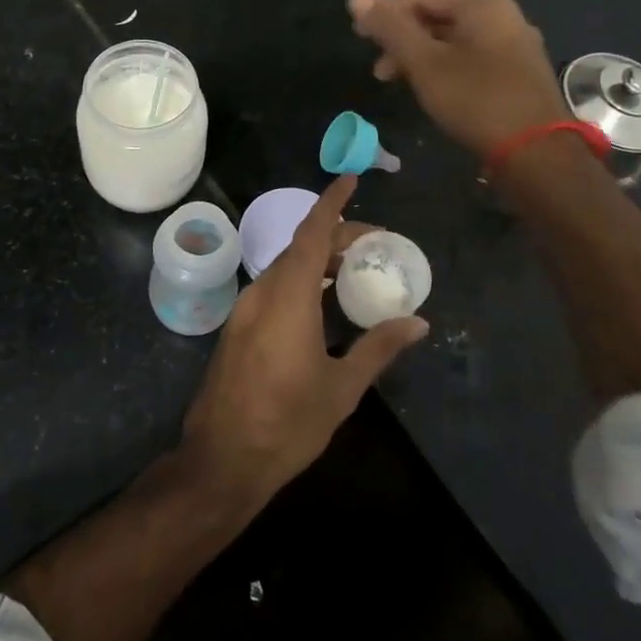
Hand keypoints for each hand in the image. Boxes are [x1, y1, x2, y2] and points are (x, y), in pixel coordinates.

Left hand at [181, 175, 427, 502]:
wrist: (222, 459)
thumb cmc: (287, 422)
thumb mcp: (342, 387)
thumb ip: (378, 348)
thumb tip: (418, 322)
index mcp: (288, 296)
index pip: (311, 233)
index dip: (332, 204)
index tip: (351, 181)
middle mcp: (262, 292)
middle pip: (300, 247)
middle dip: (336, 237)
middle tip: (375, 245)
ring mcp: (245, 310)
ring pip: (285, 268)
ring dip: (317, 260)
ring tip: (354, 270)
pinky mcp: (238, 328)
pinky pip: (273, 288)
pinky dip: (301, 281)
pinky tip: (323, 302)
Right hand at [347, 0, 569, 157]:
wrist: (537, 154)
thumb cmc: (476, 100)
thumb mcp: (424, 63)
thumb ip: (390, 28)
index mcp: (483, 5)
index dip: (387, 15)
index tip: (361, 40)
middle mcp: (505, 17)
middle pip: (440, 17)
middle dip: (404, 40)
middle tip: (379, 71)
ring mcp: (517, 46)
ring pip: (456, 41)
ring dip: (422, 57)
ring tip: (401, 84)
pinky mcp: (520, 74)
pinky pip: (473, 59)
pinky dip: (446, 69)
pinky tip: (434, 92)